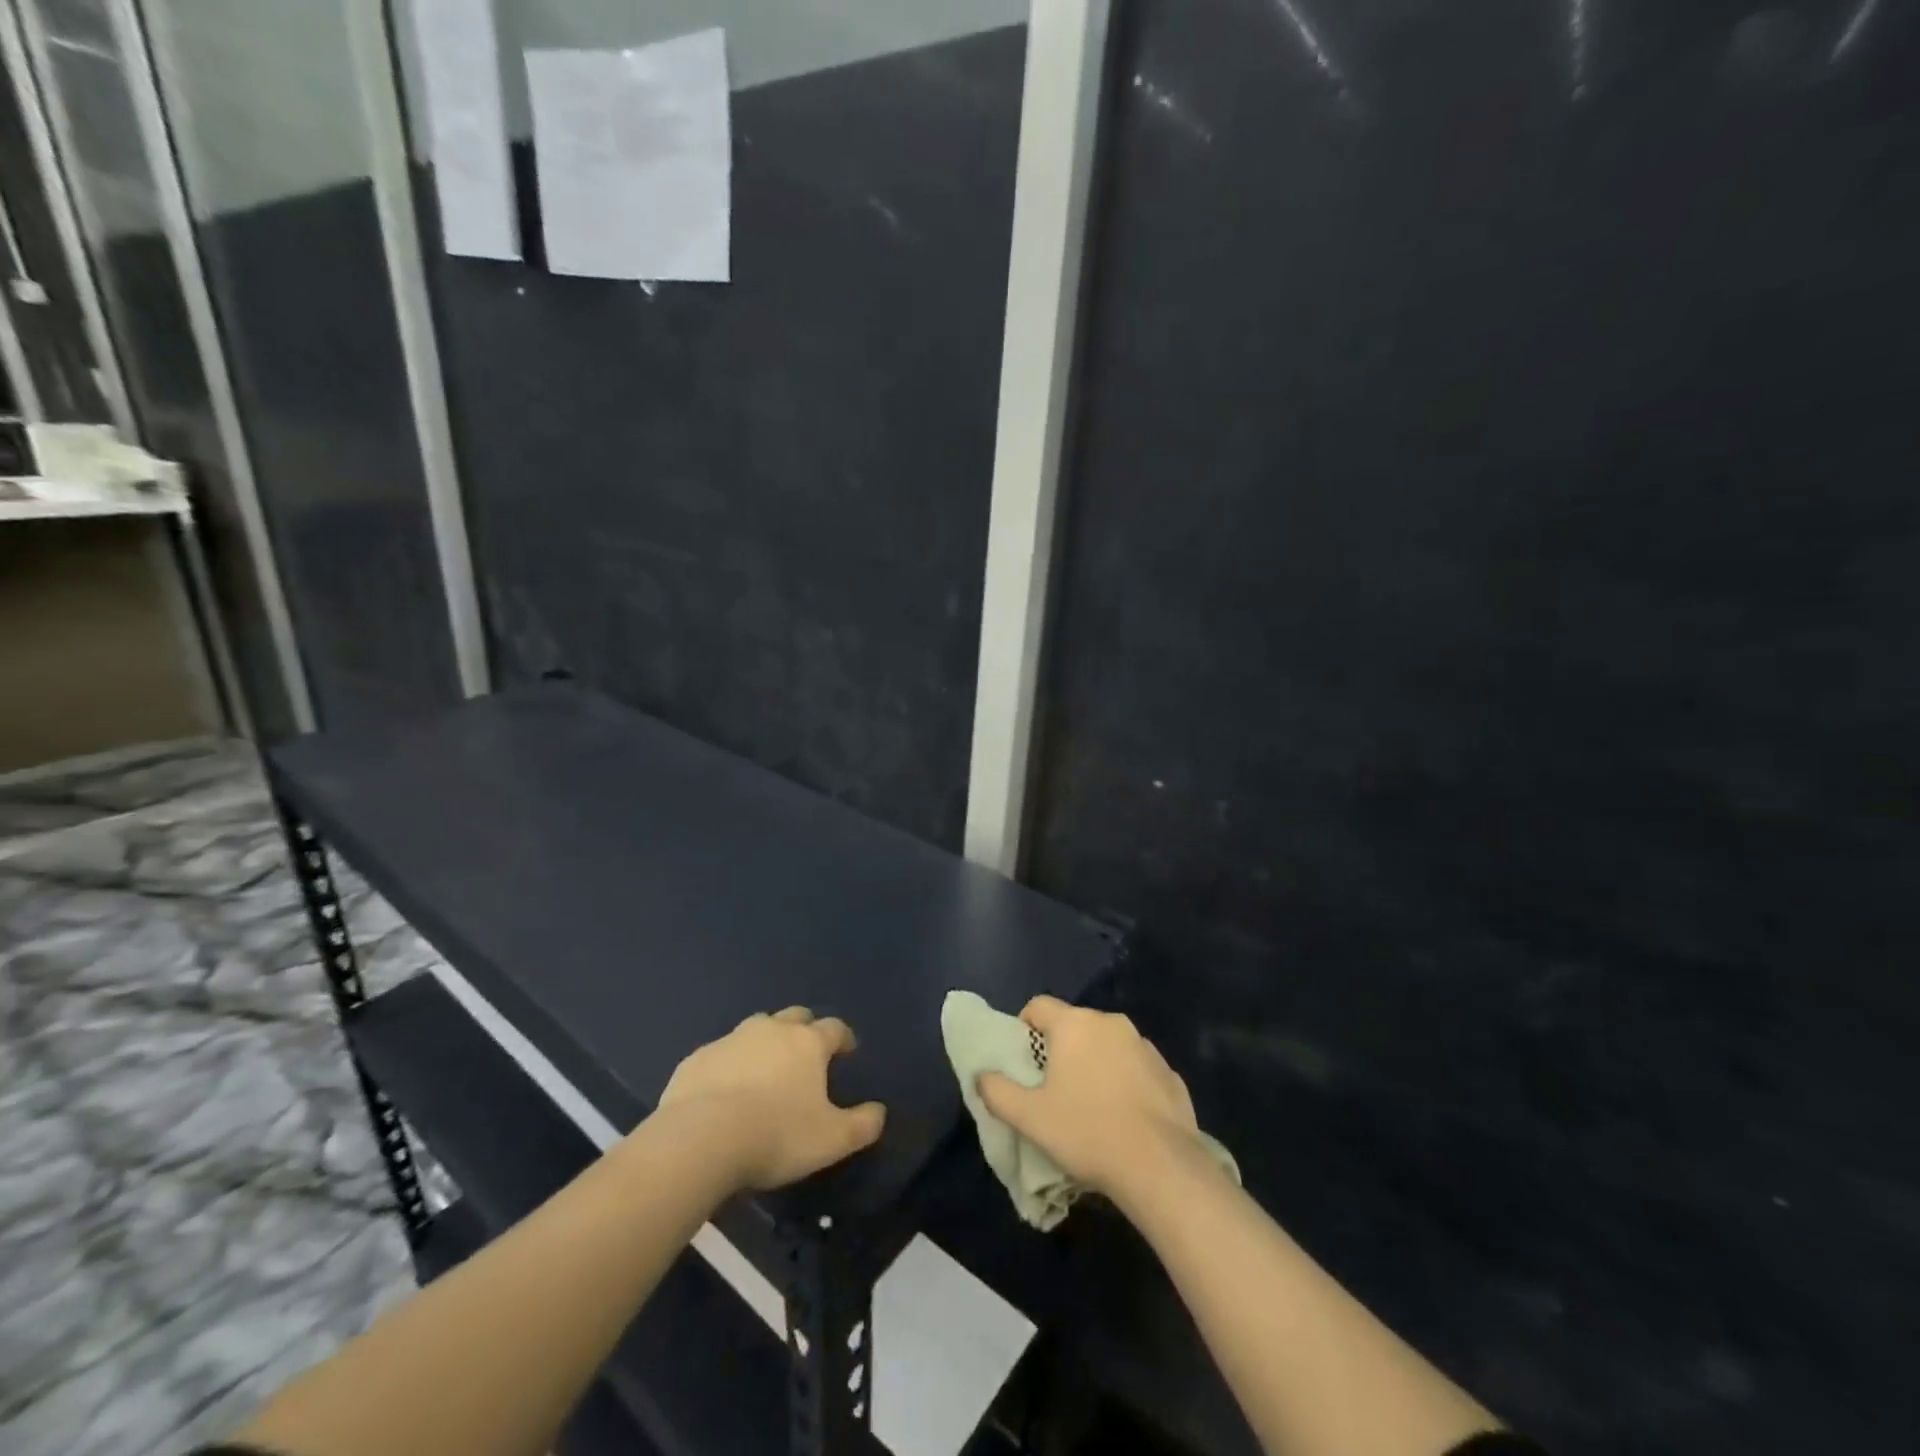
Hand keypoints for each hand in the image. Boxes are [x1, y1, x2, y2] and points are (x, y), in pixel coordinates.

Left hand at [660, 1007, 885, 1191]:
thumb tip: (879, 1112)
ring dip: (765, 1044)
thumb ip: (862, 1125)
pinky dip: (728, 1065)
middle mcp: (771, 1030)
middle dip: (804, 1030)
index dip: (843, 1038)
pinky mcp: (697, 1059)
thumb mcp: (832, 1140)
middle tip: (806, 1054)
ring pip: (755, 1030)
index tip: (847, 1051)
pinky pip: (720, 1055)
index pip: (834, 1028)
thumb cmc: (776, 1135)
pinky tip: (724, 1091)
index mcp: (807, 1043)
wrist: (701, 1139)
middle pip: (794, 1017)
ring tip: (765, 1071)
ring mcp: (731, 1040)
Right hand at [978, 996, 1202, 1201]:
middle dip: (1061, 1048)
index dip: (1025, 1027)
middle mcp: (1110, 1022)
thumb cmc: (1086, 1132)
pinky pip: (1136, 1067)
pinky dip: (1125, 1081)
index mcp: (1074, 1024)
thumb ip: (997, 1091)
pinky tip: (1124, 1117)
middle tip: (1053, 1087)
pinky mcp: (1168, 1071)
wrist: (1160, 1165)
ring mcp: (1144, 1045)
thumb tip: (982, 1076)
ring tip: (1090, 1105)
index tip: (1024, 1060)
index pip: (1039, 1005)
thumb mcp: (1029, 1117)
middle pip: (1074, 1024)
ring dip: (1095, 1063)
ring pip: (1107, 1045)